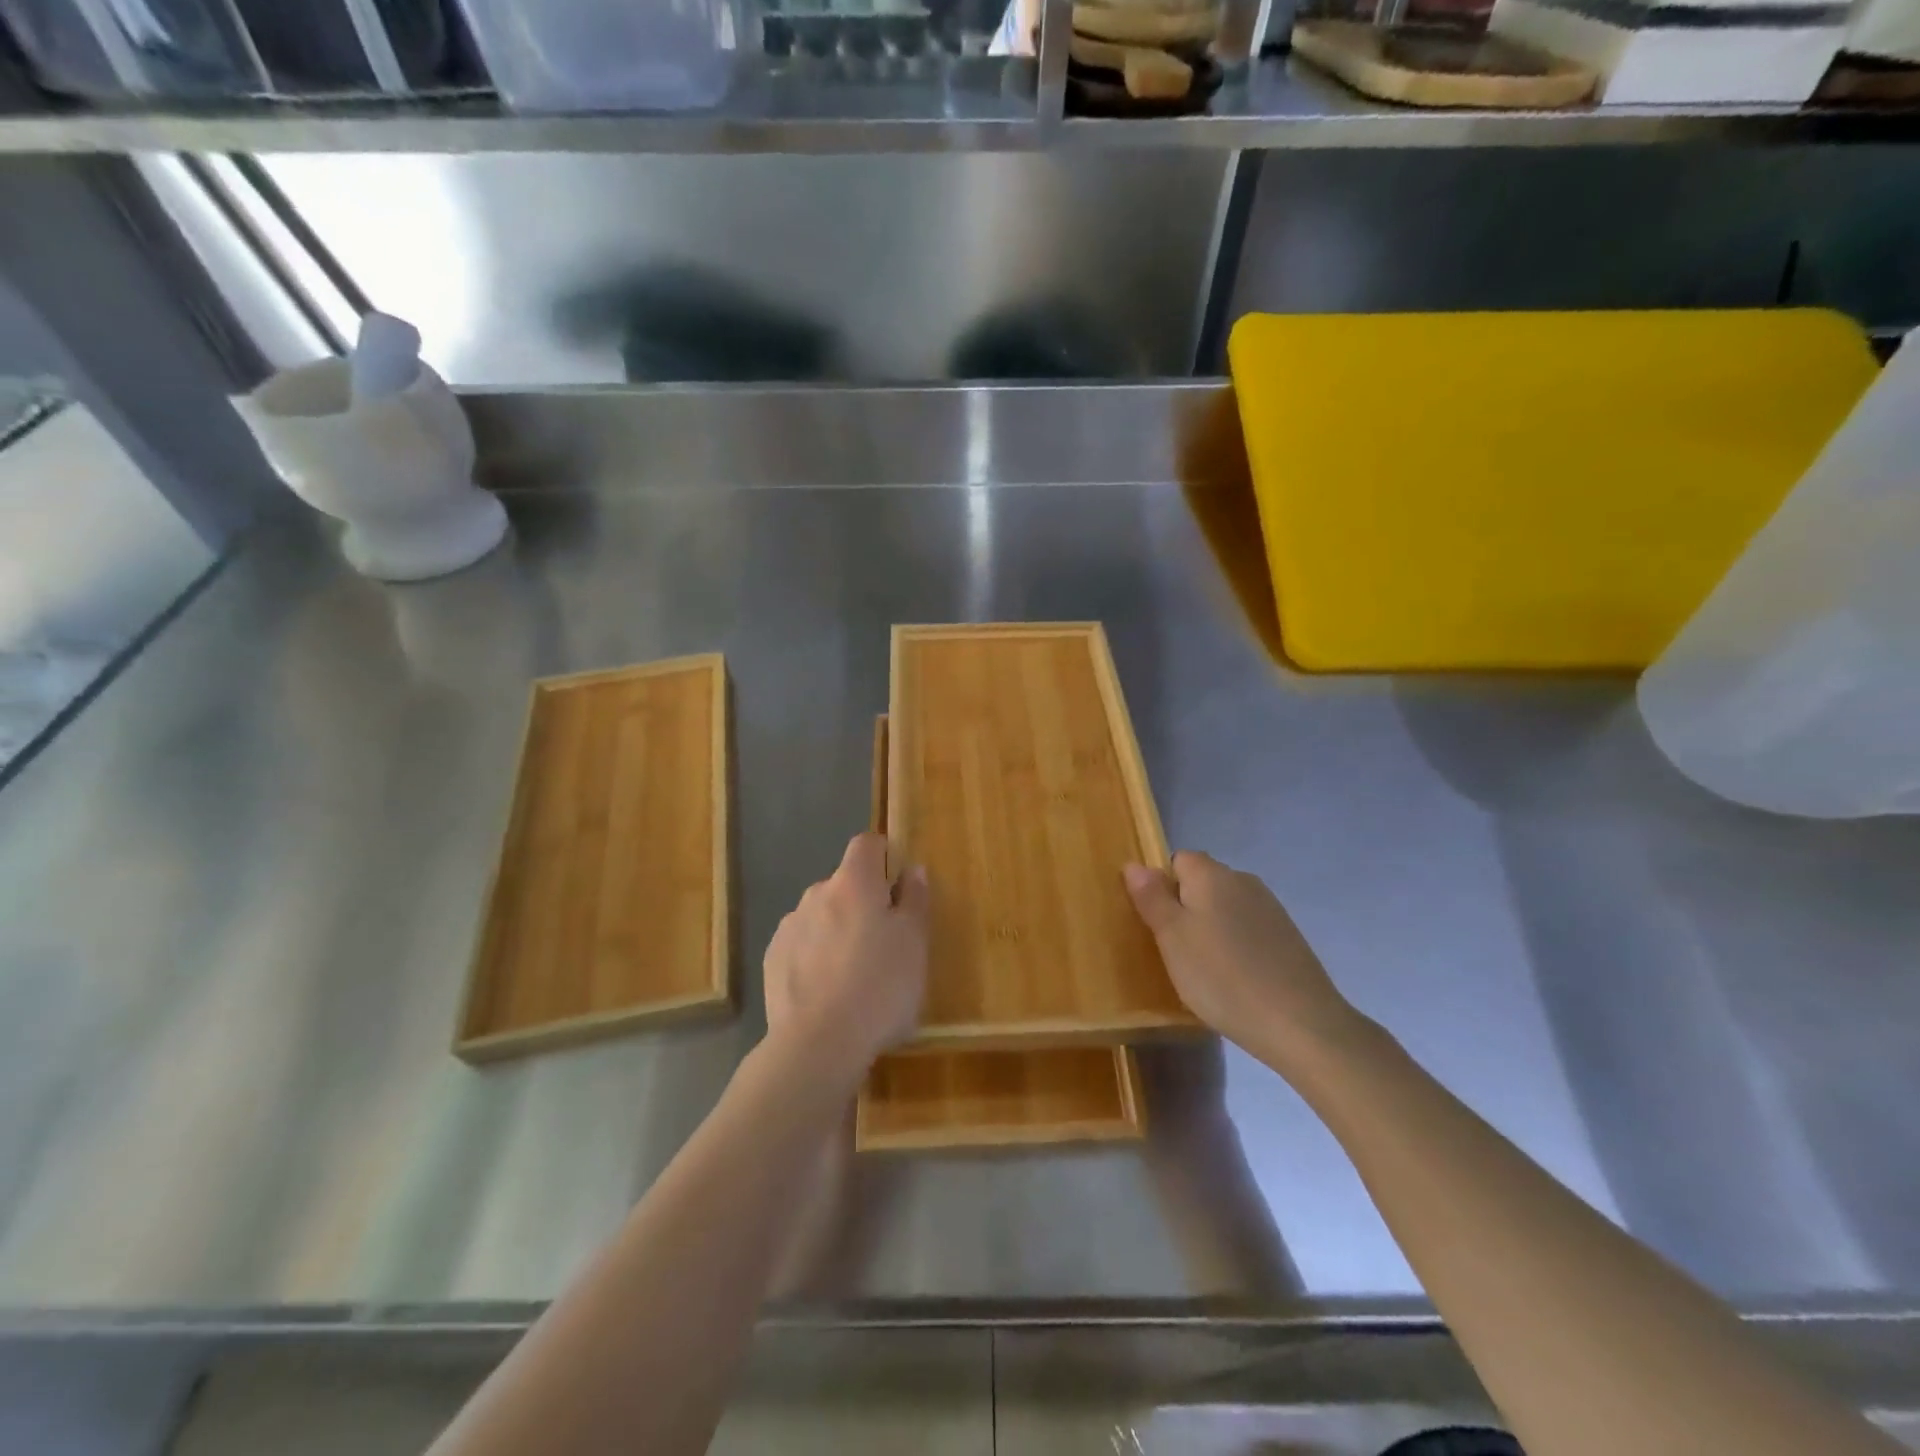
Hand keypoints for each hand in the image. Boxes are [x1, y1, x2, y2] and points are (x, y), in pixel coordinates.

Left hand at [764, 832, 929, 1079]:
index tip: (897, 883)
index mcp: (854, 882)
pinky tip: (828, 991)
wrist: (818, 1045)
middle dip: (863, 902)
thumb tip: (912, 870)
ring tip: (855, 974)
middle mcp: (816, 893)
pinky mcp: (772, 960)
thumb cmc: (880, 987)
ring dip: (837, 930)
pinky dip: (815, 957)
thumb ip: (915, 900)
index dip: (883, 855)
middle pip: (845, 884)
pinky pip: (801, 945)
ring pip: (822, 916)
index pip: (866, 844)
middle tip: (885, 942)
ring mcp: (789, 927)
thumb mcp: (915, 943)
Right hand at [1124, 851, 1362, 1072]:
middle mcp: (1243, 880)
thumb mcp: (1172, 938)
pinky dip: (1236, 946)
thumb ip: (1151, 898)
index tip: (1159, 926)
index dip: (1162, 888)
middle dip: (1185, 910)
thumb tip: (1134, 864)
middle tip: (1176, 952)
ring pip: (1225, 907)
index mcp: (1211, 874)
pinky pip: (1248, 929)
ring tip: (1205, 971)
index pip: (1177, 860)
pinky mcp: (1288, 936)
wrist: (1300, 1023)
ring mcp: (1270, 908)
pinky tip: (1236, 979)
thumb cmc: (1221, 976)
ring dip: (1211, 929)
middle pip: (1201, 883)